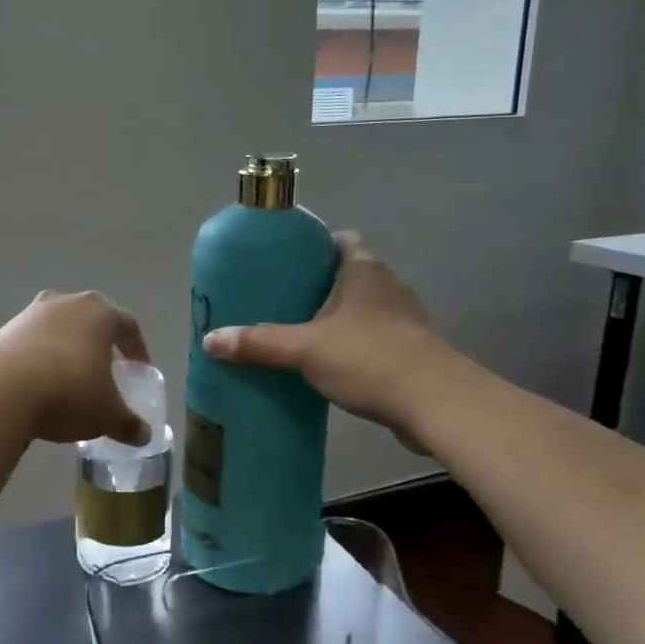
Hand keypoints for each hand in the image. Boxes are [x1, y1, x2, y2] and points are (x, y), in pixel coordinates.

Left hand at [0, 290, 151, 445]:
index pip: (128, 325)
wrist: (1, 391)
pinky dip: (40, 357)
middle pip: (91, 320)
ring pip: (59, 328)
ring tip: (70, 378)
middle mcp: (67, 303)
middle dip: (100, 343)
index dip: (137, 348)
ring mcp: (32, 313)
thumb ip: (129, 423)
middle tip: (106, 370)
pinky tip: (40, 384)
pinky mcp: (4, 330)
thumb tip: (144, 435)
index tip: (139, 369)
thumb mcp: (107, 415)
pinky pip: (32, 341)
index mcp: (100, 313)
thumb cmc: (69, 393)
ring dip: (68, 348)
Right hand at [202, 233, 438, 430]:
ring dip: (338, 318)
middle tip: (282, 302)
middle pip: (350, 275)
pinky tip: (330, 365)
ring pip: (364, 309)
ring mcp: (405, 320)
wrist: (435, 403)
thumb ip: (258, 344)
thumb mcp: (303, 349)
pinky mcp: (412, 351)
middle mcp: (388, 286)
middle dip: (319, 286)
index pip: (342, 240)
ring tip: (301, 334)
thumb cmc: (368, 358)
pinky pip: (374, 338)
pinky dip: (353, 345)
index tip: (287, 264)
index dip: (316, 247)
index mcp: (364, 270)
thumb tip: (210, 340)